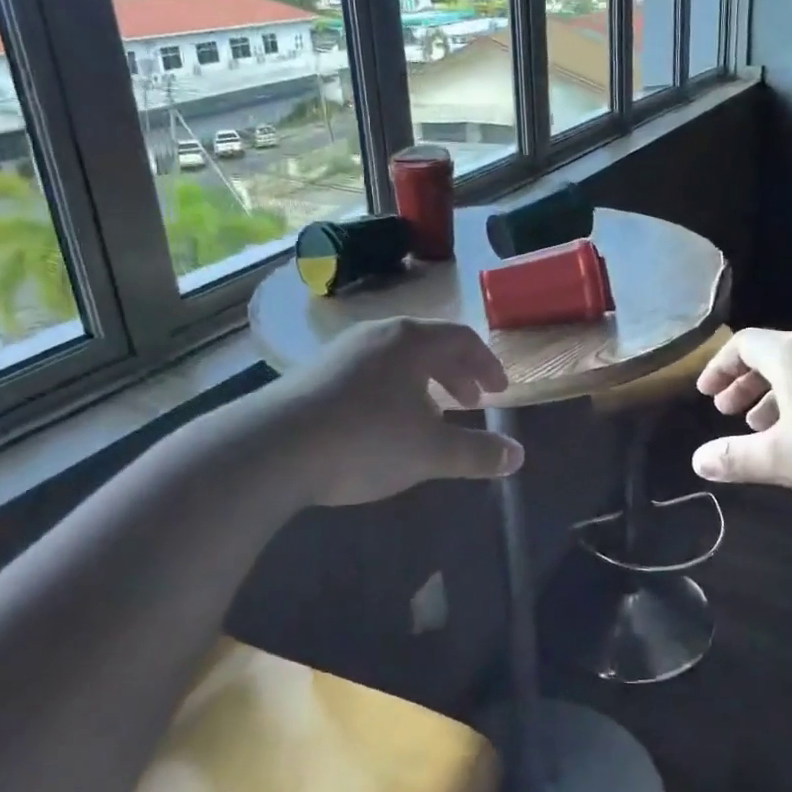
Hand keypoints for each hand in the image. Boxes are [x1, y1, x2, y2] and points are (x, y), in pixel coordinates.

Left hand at [275, 318, 524, 506]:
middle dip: (456, 373)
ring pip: (396, 359)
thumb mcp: (430, 452)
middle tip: (471, 401)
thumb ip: (477, 452)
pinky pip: (369, 372)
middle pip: (429, 344)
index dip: (486, 364)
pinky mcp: (314, 374)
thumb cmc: (365, 440)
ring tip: (430, 415)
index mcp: (411, 341)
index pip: (462, 339)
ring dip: (423, 382)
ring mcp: (341, 352)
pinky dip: (392, 390)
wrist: (273, 449)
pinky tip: (383, 424)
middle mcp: (377, 335)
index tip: (498, 391)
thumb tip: (517, 457)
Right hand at [690, 328, 791, 518]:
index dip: (719, 367)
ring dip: (773, 396)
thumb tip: (698, 462)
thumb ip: (736, 458)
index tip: (705, 395)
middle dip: (744, 383)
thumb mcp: (782, 459)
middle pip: (771, 355)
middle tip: (726, 412)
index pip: (743, 344)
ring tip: (760, 428)